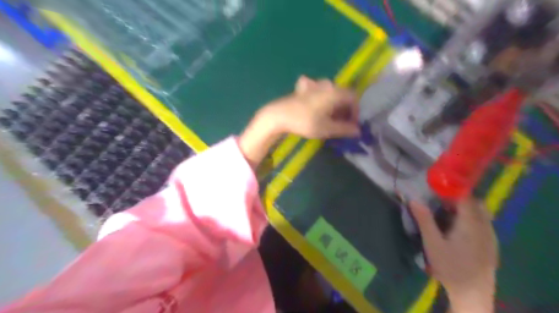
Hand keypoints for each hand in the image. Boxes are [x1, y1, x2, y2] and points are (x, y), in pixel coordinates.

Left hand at [239, 76, 357, 166]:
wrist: (279, 116)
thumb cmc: (305, 122)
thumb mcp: (327, 128)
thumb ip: (345, 129)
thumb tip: (358, 131)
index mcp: (334, 92)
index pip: (353, 98)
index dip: (355, 112)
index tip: (351, 125)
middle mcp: (326, 84)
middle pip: (342, 95)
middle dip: (344, 110)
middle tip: (341, 124)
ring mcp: (313, 84)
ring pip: (330, 92)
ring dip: (333, 105)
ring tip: (329, 118)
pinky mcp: (302, 88)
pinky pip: (316, 89)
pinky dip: (319, 97)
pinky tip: (315, 104)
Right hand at [409, 198, 497, 312]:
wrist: (472, 294)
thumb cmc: (450, 267)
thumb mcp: (432, 243)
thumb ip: (424, 220)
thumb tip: (413, 199)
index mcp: (471, 224)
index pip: (465, 197)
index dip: (452, 190)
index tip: (436, 189)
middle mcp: (485, 227)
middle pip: (475, 204)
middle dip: (457, 199)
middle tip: (439, 202)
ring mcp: (490, 236)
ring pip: (480, 214)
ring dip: (464, 209)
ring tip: (446, 215)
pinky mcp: (491, 245)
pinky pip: (483, 223)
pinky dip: (470, 219)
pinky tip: (457, 230)